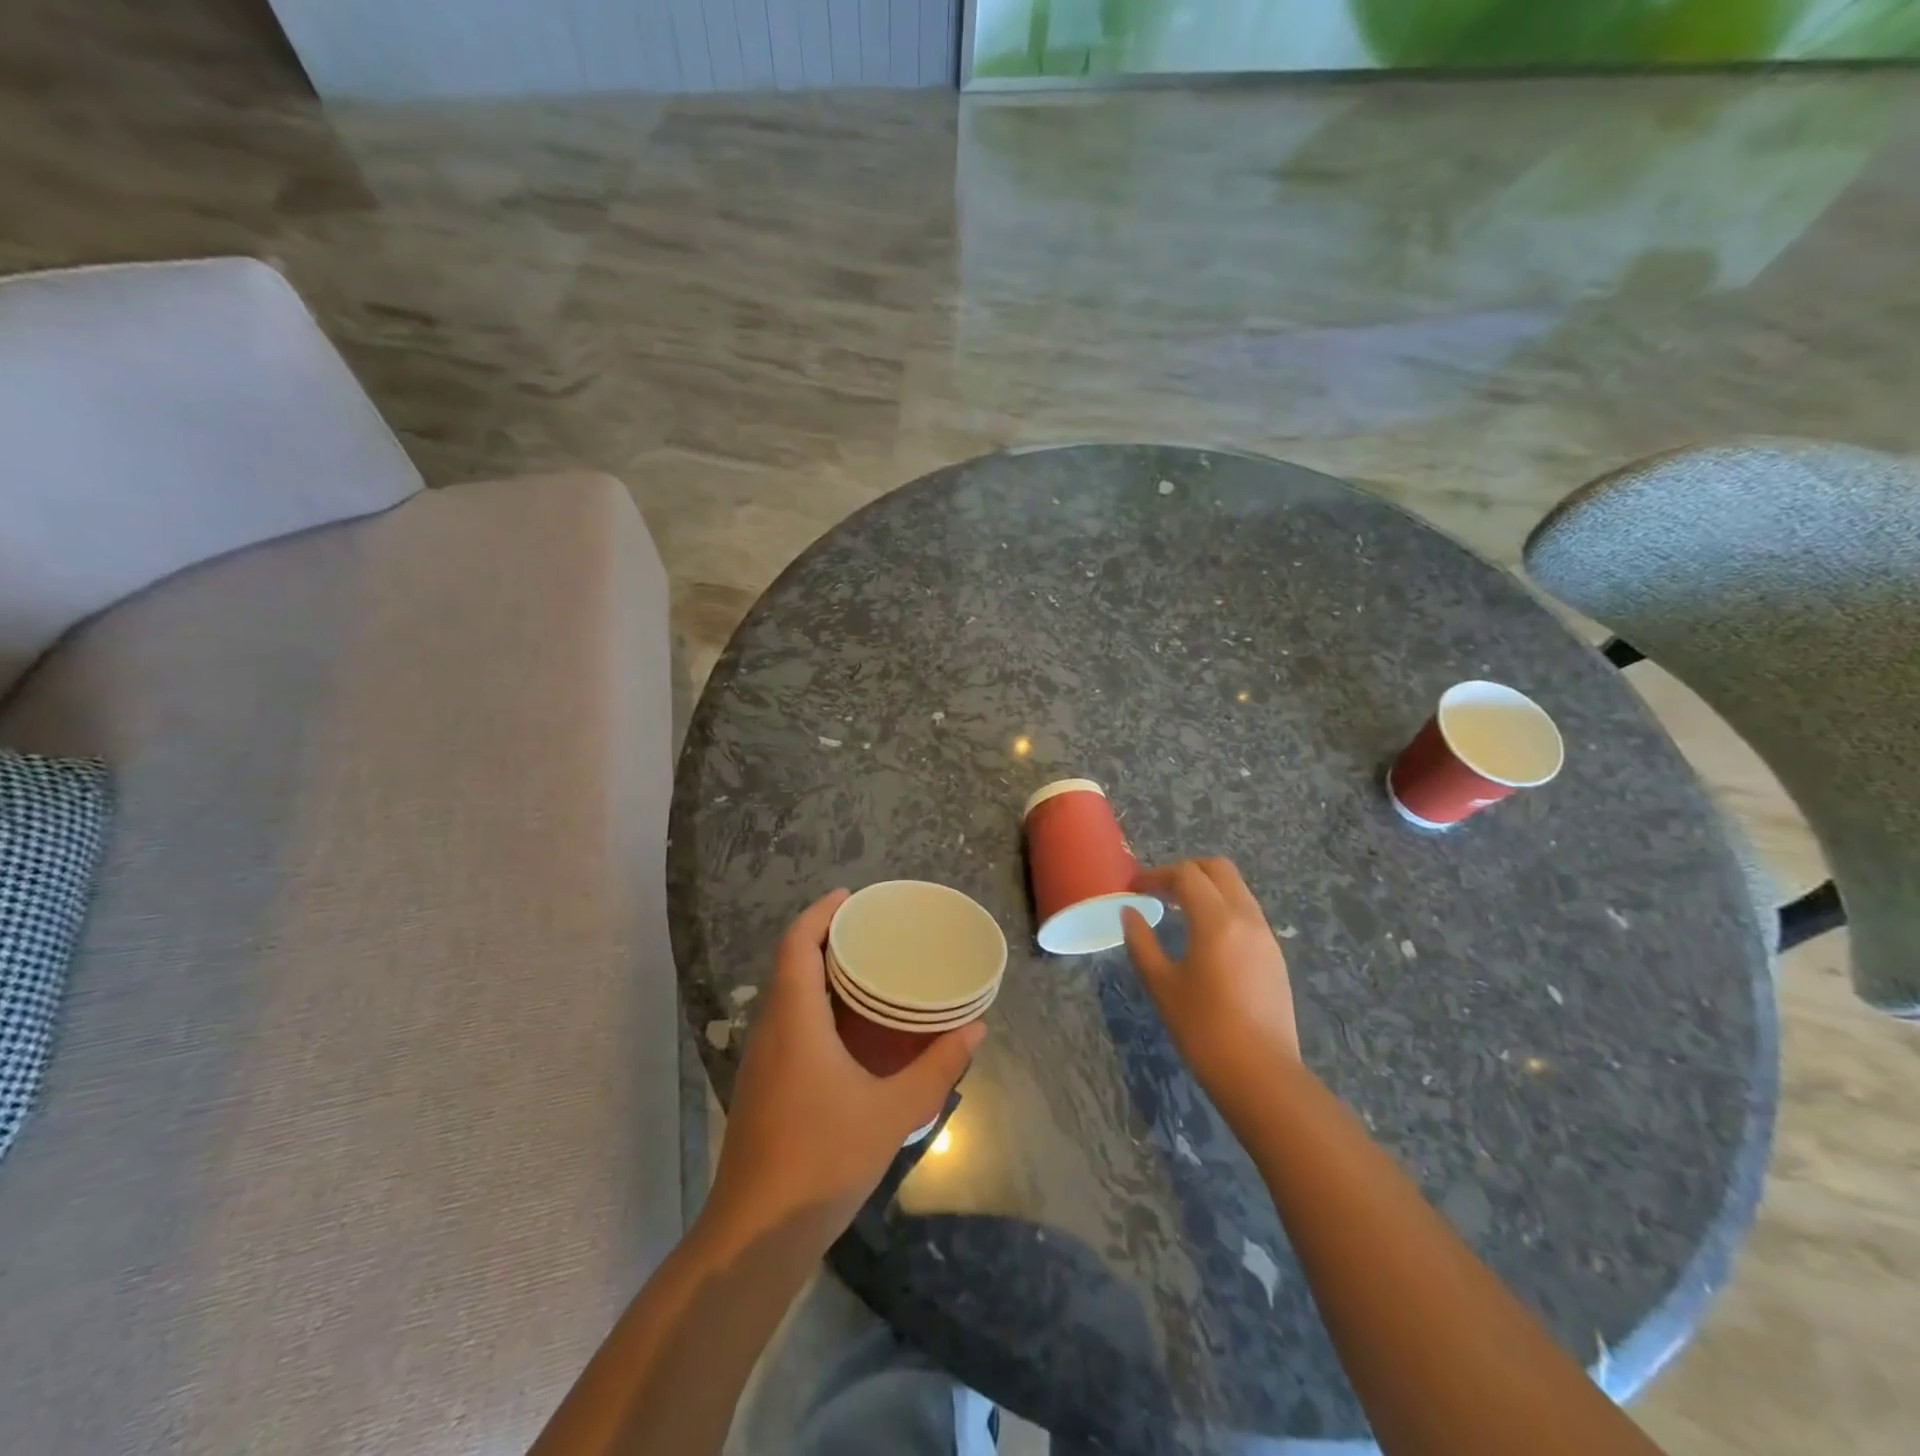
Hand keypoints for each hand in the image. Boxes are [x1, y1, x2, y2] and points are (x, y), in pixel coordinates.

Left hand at [704, 889, 985, 1248]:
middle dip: (823, 937)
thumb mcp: (893, 1112)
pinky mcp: (761, 1085)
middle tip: (868, 929)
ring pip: (784, 995)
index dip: (819, 914)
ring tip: (863, 968)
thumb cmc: (824, 1160)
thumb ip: (937, 1067)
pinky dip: (812, 1004)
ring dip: (816, 971)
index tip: (850, 897)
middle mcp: (771, 1030)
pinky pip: (786, 1022)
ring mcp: (761, 1060)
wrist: (756, 1234)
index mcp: (795, 1021)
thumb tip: (975, 1028)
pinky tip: (845, 1027)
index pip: (797, 945)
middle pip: (789, 964)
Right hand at [1122, 858, 1300, 1132]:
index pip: (1186, 875)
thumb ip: (1142, 942)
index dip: (1156, 876)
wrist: (1262, 1076)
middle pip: (1218, 869)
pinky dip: (1222, 908)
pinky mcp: (1274, 956)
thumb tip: (1130, 913)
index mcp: (1216, 921)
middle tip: (1159, 891)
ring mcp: (1266, 936)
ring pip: (1237, 889)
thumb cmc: (1204, 1029)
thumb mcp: (1161, 985)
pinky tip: (1204, 937)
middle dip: (1186, 871)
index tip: (1134, 889)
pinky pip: (1247, 912)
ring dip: (1207, 888)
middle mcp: (1246, 918)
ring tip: (1178, 911)